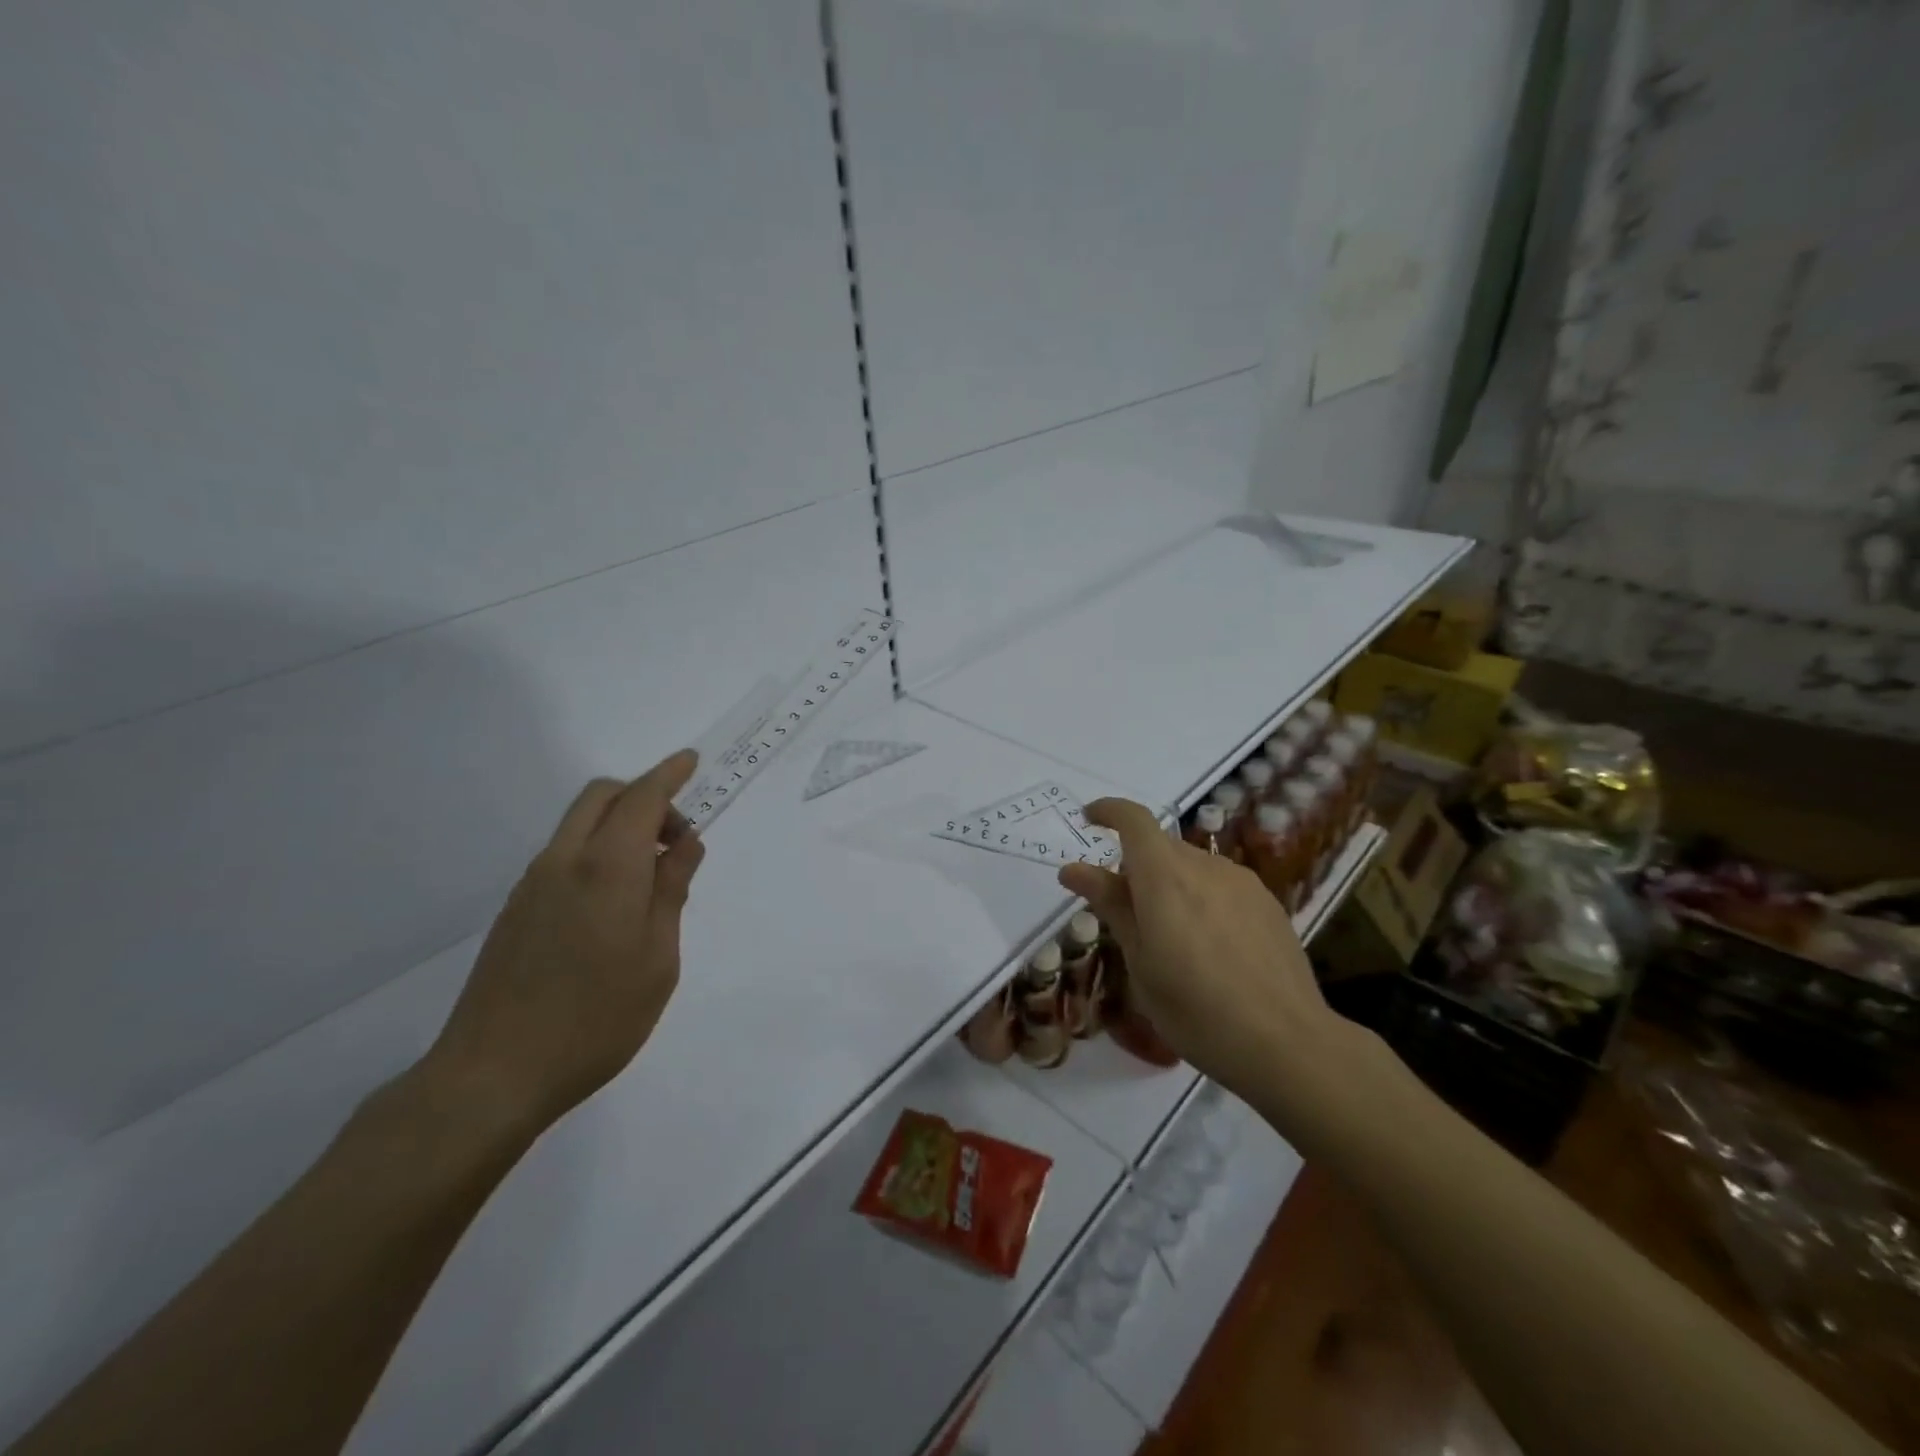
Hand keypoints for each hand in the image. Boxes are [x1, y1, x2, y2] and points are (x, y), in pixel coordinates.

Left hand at [425, 750, 705, 1136]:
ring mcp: (533, 884)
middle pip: (602, 796)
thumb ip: (671, 891)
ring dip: (620, 824)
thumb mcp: (658, 958)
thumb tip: (685, 844)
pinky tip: (613, 904)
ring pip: (580, 823)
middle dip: (644, 795)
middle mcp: (565, 861)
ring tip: (651, 878)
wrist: (494, 1075)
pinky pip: (564, 853)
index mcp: (607, 868)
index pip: (643, 799)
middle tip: (676, 838)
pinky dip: (597, 849)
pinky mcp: (516, 909)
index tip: (691, 761)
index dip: (670, 775)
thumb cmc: (597, 1018)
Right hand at [1058, 797, 1347, 1105]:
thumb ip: (1111, 905)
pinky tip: (1208, 944)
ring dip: (1169, 882)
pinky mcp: (1267, 902)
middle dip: (1135, 863)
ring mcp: (1241, 882)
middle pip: (1161, 845)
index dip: (1108, 811)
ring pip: (1191, 865)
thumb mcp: (1140, 960)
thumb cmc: (1194, 1009)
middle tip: (1124, 910)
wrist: (1286, 1043)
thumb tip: (1074, 869)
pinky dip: (1200, 896)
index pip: (1133, 819)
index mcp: (1164, 876)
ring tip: (1169, 935)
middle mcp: (1204, 866)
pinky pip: (1220, 883)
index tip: (1089, 820)